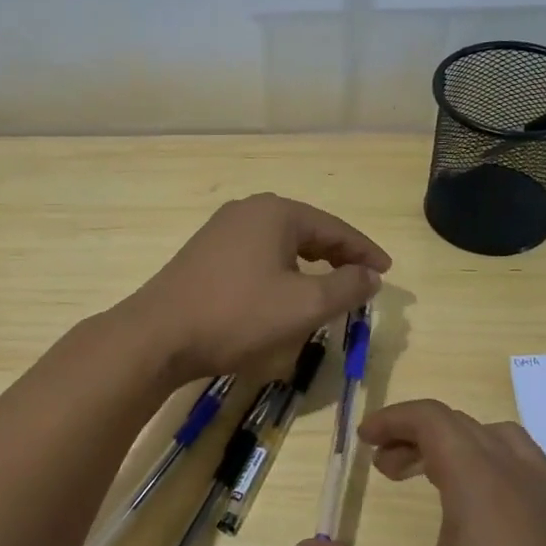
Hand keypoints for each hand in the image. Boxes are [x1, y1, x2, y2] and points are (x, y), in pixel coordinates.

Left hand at [125, 194, 389, 380]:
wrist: (159, 335)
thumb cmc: (238, 316)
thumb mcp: (304, 306)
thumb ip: (346, 287)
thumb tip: (371, 275)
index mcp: (277, 213)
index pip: (335, 228)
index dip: (364, 251)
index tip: (386, 272)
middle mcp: (248, 210)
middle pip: (307, 231)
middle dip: (337, 256)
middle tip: (361, 280)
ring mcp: (221, 230)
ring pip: (280, 244)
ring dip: (308, 264)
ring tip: (327, 288)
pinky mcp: (204, 253)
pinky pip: (257, 255)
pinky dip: (280, 271)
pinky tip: (282, 293)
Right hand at [291, 400, 545, 545]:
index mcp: (479, 483)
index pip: (432, 419)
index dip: (393, 420)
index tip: (364, 442)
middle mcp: (520, 476)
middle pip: (462, 426)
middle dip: (417, 437)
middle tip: (386, 471)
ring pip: (504, 441)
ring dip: (462, 448)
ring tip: (437, 483)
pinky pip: (540, 472)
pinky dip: (507, 470)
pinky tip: (500, 508)